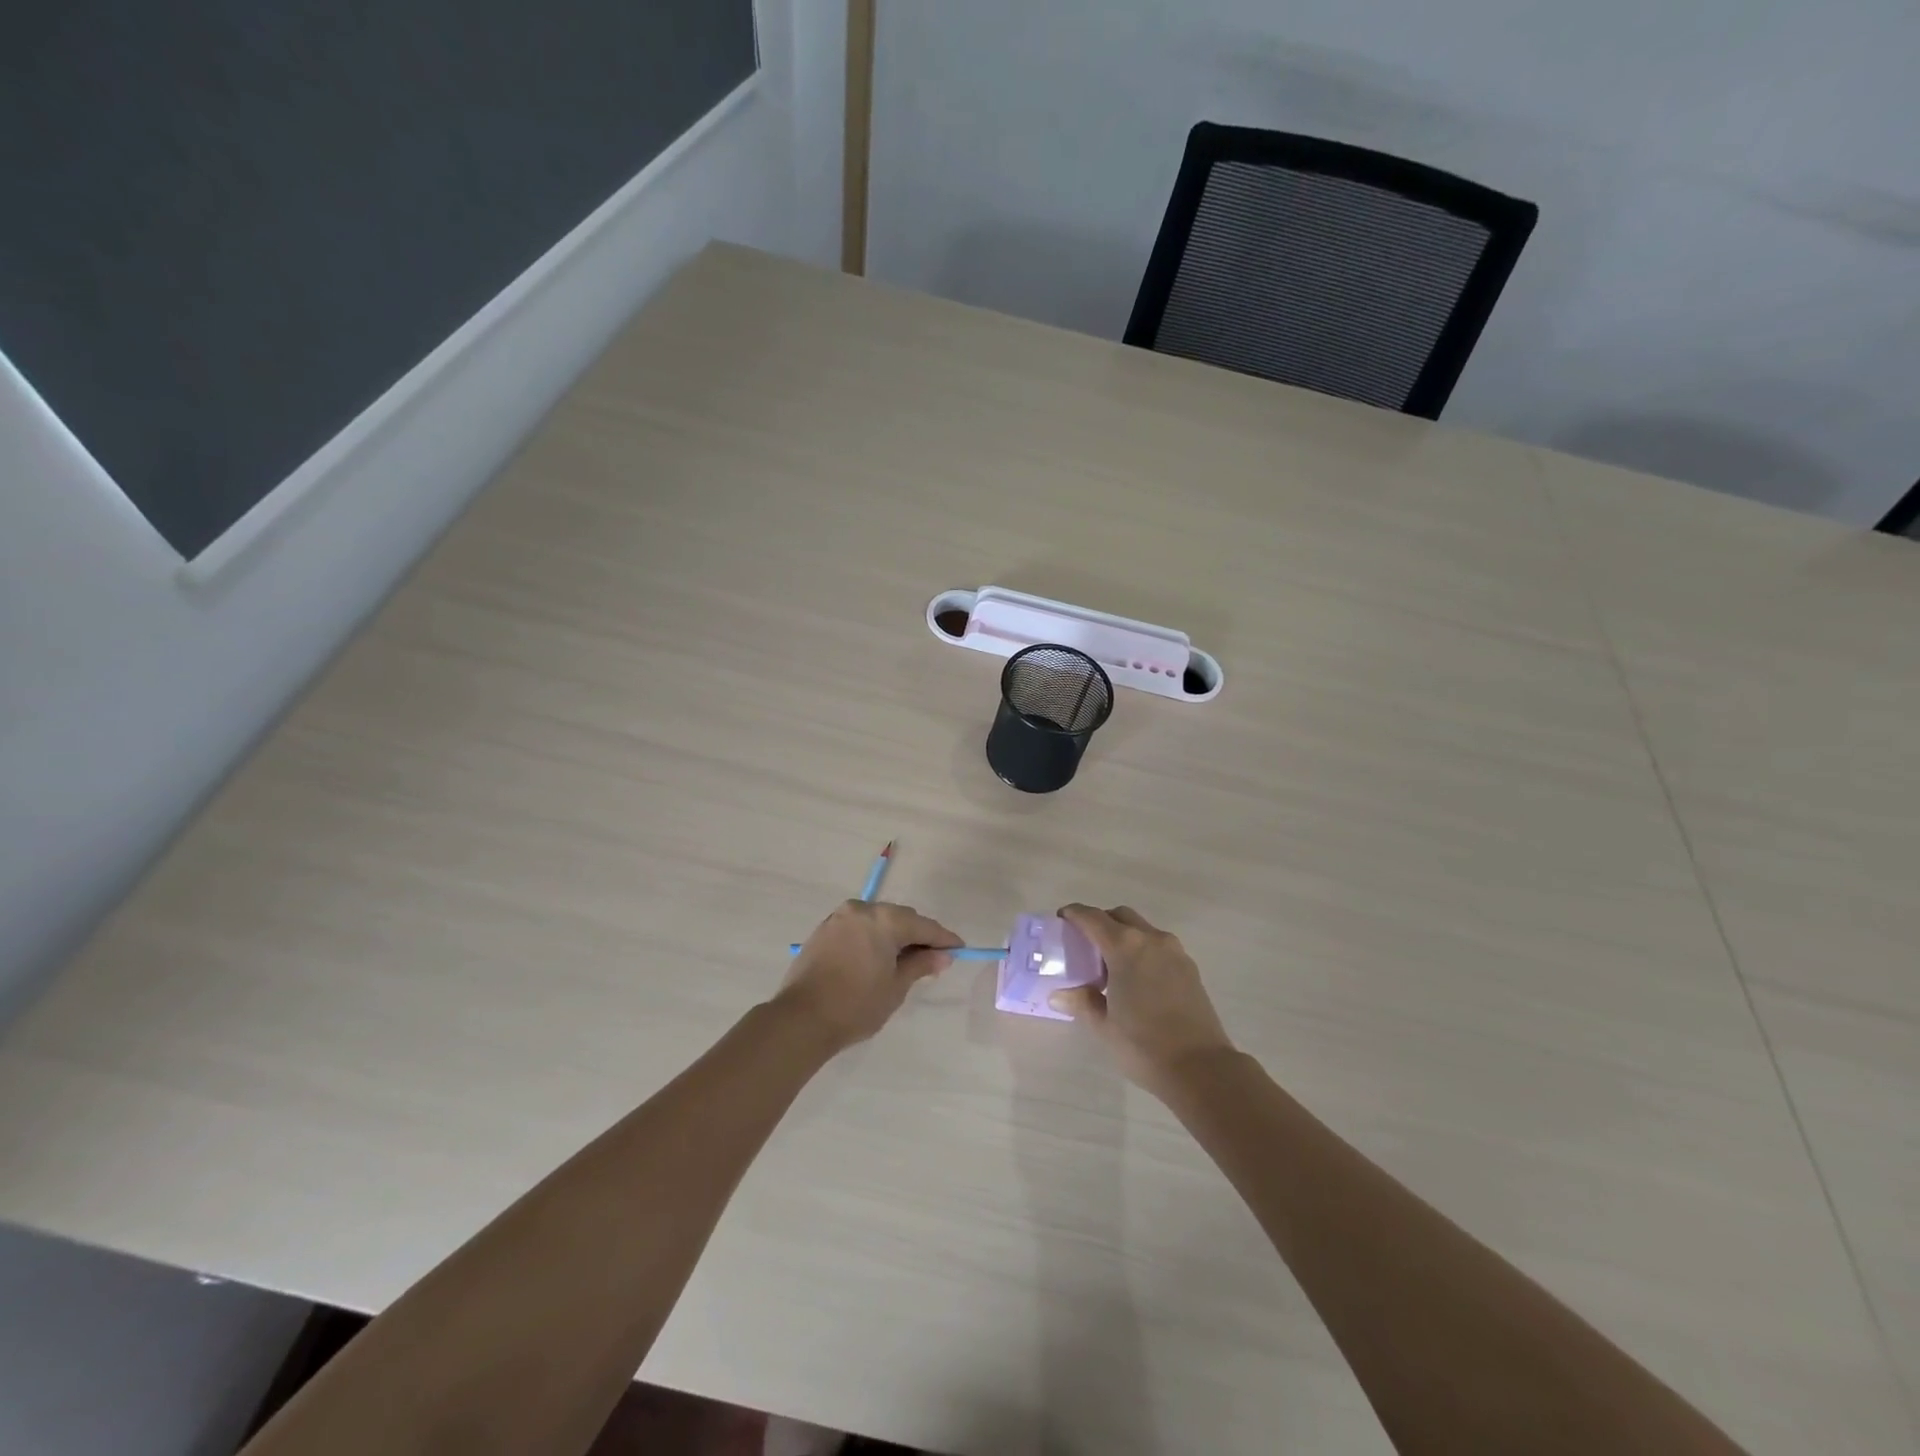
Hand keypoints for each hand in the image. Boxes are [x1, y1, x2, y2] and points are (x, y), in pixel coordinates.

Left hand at [777, 900, 962, 1052]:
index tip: (959, 948)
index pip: (923, 925)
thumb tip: (943, 955)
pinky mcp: (823, 930)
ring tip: (905, 959)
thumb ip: (921, 964)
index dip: (943, 938)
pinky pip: (858, 928)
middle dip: (917, 935)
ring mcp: (839, 918)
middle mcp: (862, 909)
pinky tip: (877, 957)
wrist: (801, 1019)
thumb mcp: (896, 987)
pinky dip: (872, 938)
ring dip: (893, 935)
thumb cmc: (856, 1005)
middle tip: (934, 956)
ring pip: (877, 920)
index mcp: (884, 920)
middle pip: (900, 917)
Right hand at [1049, 905, 1234, 1092]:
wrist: (1201, 1068)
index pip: (1093, 917)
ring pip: (1142, 929)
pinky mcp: (1190, 968)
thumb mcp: (1103, 1026)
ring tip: (1111, 966)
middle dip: (1100, 921)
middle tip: (1085, 944)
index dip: (1074, 914)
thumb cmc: (1143, 1045)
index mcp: (1125, 947)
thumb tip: (1059, 994)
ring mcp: (1175, 952)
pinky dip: (1142, 950)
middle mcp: (1151, 939)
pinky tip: (1136, 979)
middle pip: (1120, 916)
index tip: (1062, 919)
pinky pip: (1159, 946)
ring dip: (1124, 935)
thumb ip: (1081, 1002)